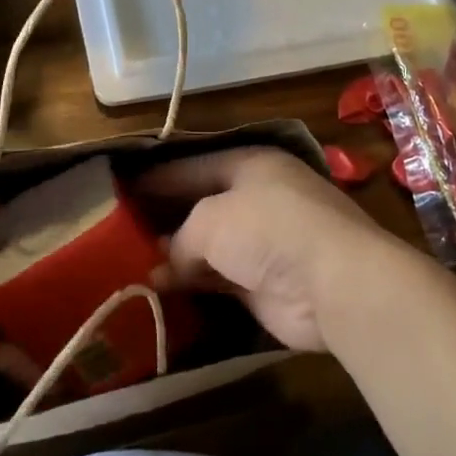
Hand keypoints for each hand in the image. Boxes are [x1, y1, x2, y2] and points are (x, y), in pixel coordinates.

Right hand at [137, 147, 410, 351]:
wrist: (334, 282)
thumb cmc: (269, 229)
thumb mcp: (210, 220)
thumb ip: (183, 238)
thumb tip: (168, 262)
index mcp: (250, 165)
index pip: (193, 166)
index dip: (158, 176)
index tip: (122, 186)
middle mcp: (258, 199)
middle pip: (202, 205)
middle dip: (166, 217)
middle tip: (121, 228)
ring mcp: (264, 244)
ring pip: (209, 246)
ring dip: (176, 255)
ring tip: (131, 261)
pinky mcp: (265, 285)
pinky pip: (218, 279)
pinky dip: (191, 283)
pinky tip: (159, 290)